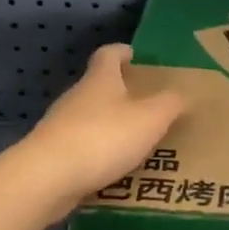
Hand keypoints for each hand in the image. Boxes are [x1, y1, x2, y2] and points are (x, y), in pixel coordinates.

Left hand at [19, 44, 186, 208]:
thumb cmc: (103, 137)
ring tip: (136, 142)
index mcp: (100, 80)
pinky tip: (114, 171)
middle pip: (98, 87)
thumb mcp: (150, 119)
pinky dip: (98, 154)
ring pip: (90, 119)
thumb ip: (170, 104)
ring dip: (110, 126)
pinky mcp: (52, 155)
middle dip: (120, 93)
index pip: (108, 54)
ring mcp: (60, 126)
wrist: (47, 178)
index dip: (122, 52)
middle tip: (147, 106)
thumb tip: (181, 94)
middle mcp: (77, 97)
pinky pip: (81, 148)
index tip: (135, 55)